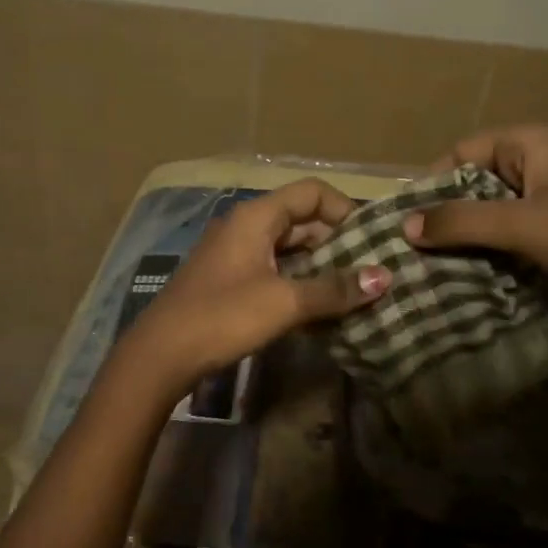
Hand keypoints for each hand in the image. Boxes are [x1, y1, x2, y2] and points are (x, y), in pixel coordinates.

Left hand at [118, 179, 390, 393]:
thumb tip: (385, 277)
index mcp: (255, 217)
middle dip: (336, 243)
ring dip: (318, 267)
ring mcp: (232, 254)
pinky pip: (271, 271)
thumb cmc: (224, 316)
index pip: (310, 193)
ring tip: (352, 291)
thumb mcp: (285, 302)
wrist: (162, 354)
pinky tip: (318, 309)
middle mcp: (243, 227)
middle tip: (370, 270)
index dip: (344, 209)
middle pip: (300, 220)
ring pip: (286, 249)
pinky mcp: (227, 281)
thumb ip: (334, 289)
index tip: (371, 240)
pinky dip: (296, 283)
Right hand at [404, 126, 547, 318]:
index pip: (463, 151)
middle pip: (481, 180)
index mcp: (536, 142)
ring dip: (477, 236)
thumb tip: (405, 224)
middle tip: (421, 252)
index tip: (409, 224)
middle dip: (451, 215)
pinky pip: (527, 228)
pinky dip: (505, 248)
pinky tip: (487, 276)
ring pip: (504, 208)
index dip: (432, 184)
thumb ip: (462, 223)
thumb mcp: (527, 227)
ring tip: (445, 269)